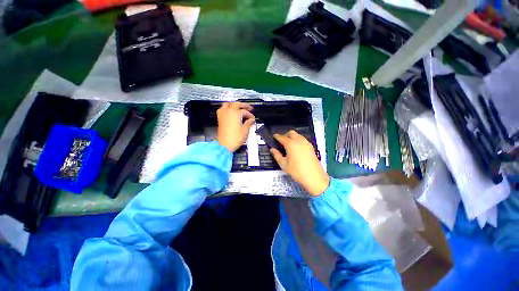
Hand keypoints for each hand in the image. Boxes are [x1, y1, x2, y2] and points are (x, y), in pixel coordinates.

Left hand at [217, 102, 254, 152]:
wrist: (224, 145)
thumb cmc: (234, 139)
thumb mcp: (245, 131)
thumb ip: (249, 123)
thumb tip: (251, 120)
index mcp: (235, 113)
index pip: (245, 111)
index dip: (250, 115)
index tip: (253, 118)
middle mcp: (228, 112)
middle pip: (237, 104)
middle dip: (244, 105)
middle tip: (249, 108)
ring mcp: (223, 115)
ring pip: (228, 104)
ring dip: (234, 104)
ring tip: (239, 107)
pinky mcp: (220, 119)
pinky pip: (222, 109)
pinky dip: (227, 108)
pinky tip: (230, 111)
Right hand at [271, 130, 329, 195]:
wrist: (314, 177)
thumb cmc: (297, 171)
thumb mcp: (284, 165)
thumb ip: (277, 155)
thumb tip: (272, 149)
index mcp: (291, 144)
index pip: (282, 137)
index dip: (277, 136)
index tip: (274, 136)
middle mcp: (299, 141)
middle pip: (291, 133)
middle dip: (285, 134)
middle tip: (282, 140)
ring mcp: (306, 143)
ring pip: (298, 135)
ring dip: (292, 136)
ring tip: (289, 144)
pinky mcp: (311, 147)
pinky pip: (303, 139)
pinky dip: (298, 140)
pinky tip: (296, 147)